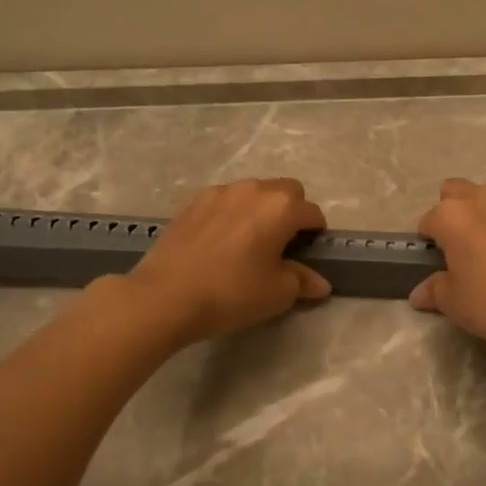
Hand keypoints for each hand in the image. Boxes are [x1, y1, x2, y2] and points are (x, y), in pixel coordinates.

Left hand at [123, 178, 331, 345]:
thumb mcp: (277, 293)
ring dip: (260, 209)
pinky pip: (224, 201)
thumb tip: (320, 283)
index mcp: (282, 207)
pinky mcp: (192, 202)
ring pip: (253, 192)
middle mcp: (254, 190)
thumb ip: (303, 282)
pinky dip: (231, 213)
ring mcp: (220, 192)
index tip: (309, 252)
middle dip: (291, 211)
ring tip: (249, 241)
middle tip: (282, 243)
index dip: (315, 233)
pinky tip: (220, 241)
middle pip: (286, 191)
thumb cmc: (232, 293)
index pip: (312, 213)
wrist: (165, 296)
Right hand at [410, 179, 485, 357]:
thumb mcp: (454, 303)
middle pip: (455, 191)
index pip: (428, 221)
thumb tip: (419, 293)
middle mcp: (482, 198)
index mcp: (452, 215)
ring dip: (482, 210)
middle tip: (460, 245)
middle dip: (451, 211)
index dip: (429, 243)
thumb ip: (433, 290)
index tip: (438, 263)